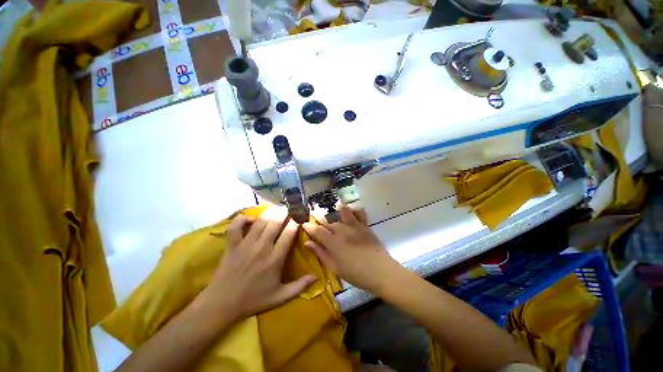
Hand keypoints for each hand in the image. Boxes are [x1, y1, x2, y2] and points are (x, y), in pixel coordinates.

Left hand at [199, 206, 315, 320]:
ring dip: (270, 212)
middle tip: (290, 208)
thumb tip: (316, 277)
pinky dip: (243, 219)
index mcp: (275, 259)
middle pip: (275, 223)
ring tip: (276, 208)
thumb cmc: (253, 300)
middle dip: (285, 212)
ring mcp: (245, 245)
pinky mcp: (232, 245)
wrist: (222, 305)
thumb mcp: (280, 297)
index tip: (300, 216)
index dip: (296, 222)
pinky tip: (250, 218)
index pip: (289, 233)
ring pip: (260, 222)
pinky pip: (236, 226)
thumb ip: (299, 286)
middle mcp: (262, 247)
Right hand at [302, 206, 400, 292]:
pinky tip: (351, 212)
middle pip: (328, 221)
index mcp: (333, 242)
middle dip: (320, 220)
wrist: (380, 271)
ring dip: (336, 211)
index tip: (305, 224)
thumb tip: (307, 243)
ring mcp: (355, 226)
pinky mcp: (365, 225)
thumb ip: (321, 253)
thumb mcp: (335, 267)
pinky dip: (354, 210)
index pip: (317, 230)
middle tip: (317, 222)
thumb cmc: (356, 274)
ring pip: (342, 212)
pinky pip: (359, 212)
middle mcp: (342, 230)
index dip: (309, 227)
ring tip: (333, 211)